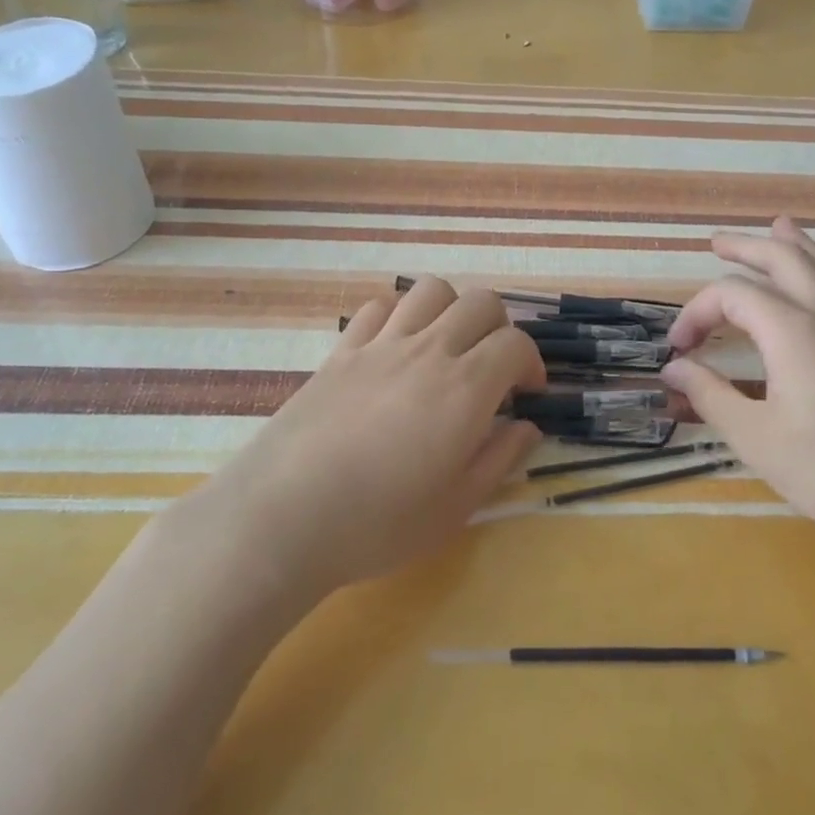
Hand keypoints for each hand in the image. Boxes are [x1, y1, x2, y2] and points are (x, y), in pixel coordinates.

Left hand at [201, 279, 545, 595]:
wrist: (283, 518)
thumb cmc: (378, 523)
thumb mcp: (455, 508)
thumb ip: (499, 460)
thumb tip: (527, 427)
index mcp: (465, 388)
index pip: (516, 344)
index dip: (531, 363)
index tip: (526, 394)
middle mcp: (429, 351)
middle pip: (481, 303)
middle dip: (499, 328)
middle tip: (491, 368)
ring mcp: (381, 344)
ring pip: (431, 291)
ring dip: (451, 309)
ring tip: (445, 347)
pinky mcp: (342, 350)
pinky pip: (379, 307)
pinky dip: (399, 315)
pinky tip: (395, 348)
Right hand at [660, 217, 814, 553]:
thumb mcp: (755, 438)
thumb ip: (710, 396)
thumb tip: (674, 368)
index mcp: (792, 331)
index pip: (732, 295)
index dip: (696, 312)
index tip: (678, 349)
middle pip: (784, 259)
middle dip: (747, 247)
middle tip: (717, 242)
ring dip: (794, 245)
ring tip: (778, 227)